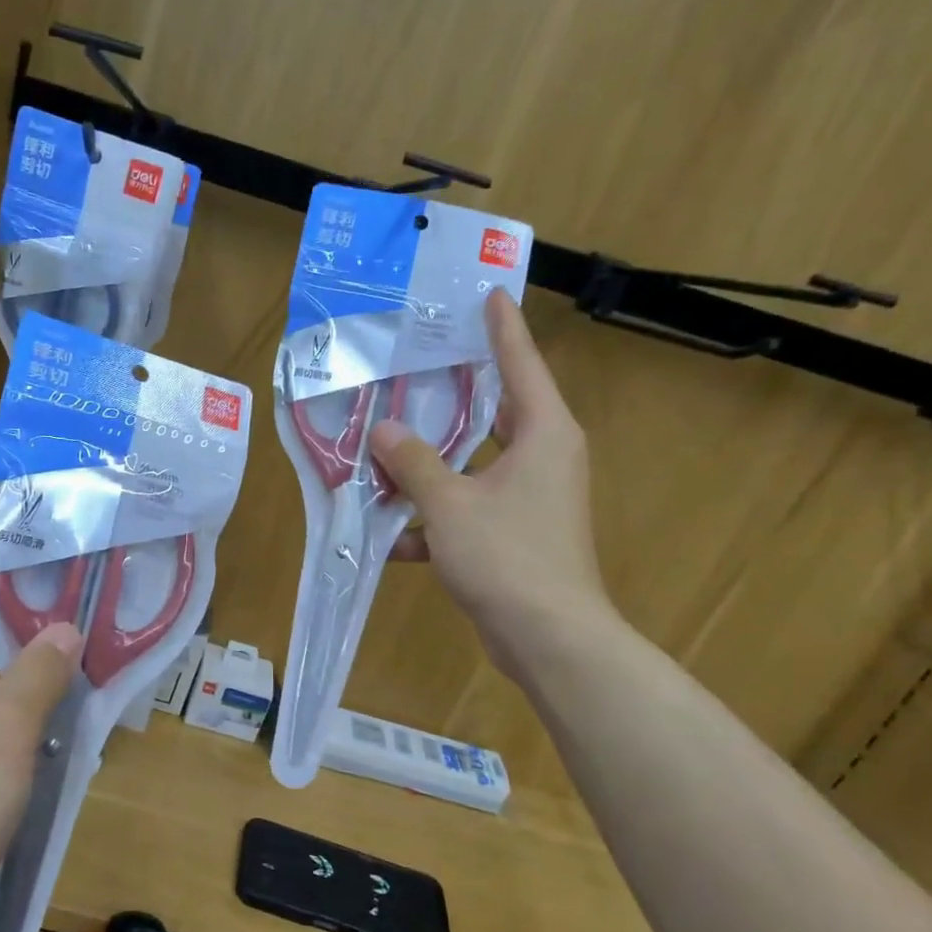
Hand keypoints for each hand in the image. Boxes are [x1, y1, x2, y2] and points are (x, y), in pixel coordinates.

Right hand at [368, 290, 615, 677]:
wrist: (548, 638)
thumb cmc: (508, 556)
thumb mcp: (450, 503)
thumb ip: (414, 463)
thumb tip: (383, 430)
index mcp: (543, 433)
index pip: (521, 363)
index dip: (502, 327)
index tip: (488, 293)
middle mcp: (543, 457)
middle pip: (494, 411)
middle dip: (453, 394)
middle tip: (415, 365)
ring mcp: (530, 498)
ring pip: (473, 464)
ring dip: (431, 465)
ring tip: (383, 447)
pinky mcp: (515, 534)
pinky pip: (468, 509)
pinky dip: (434, 519)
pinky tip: (390, 534)